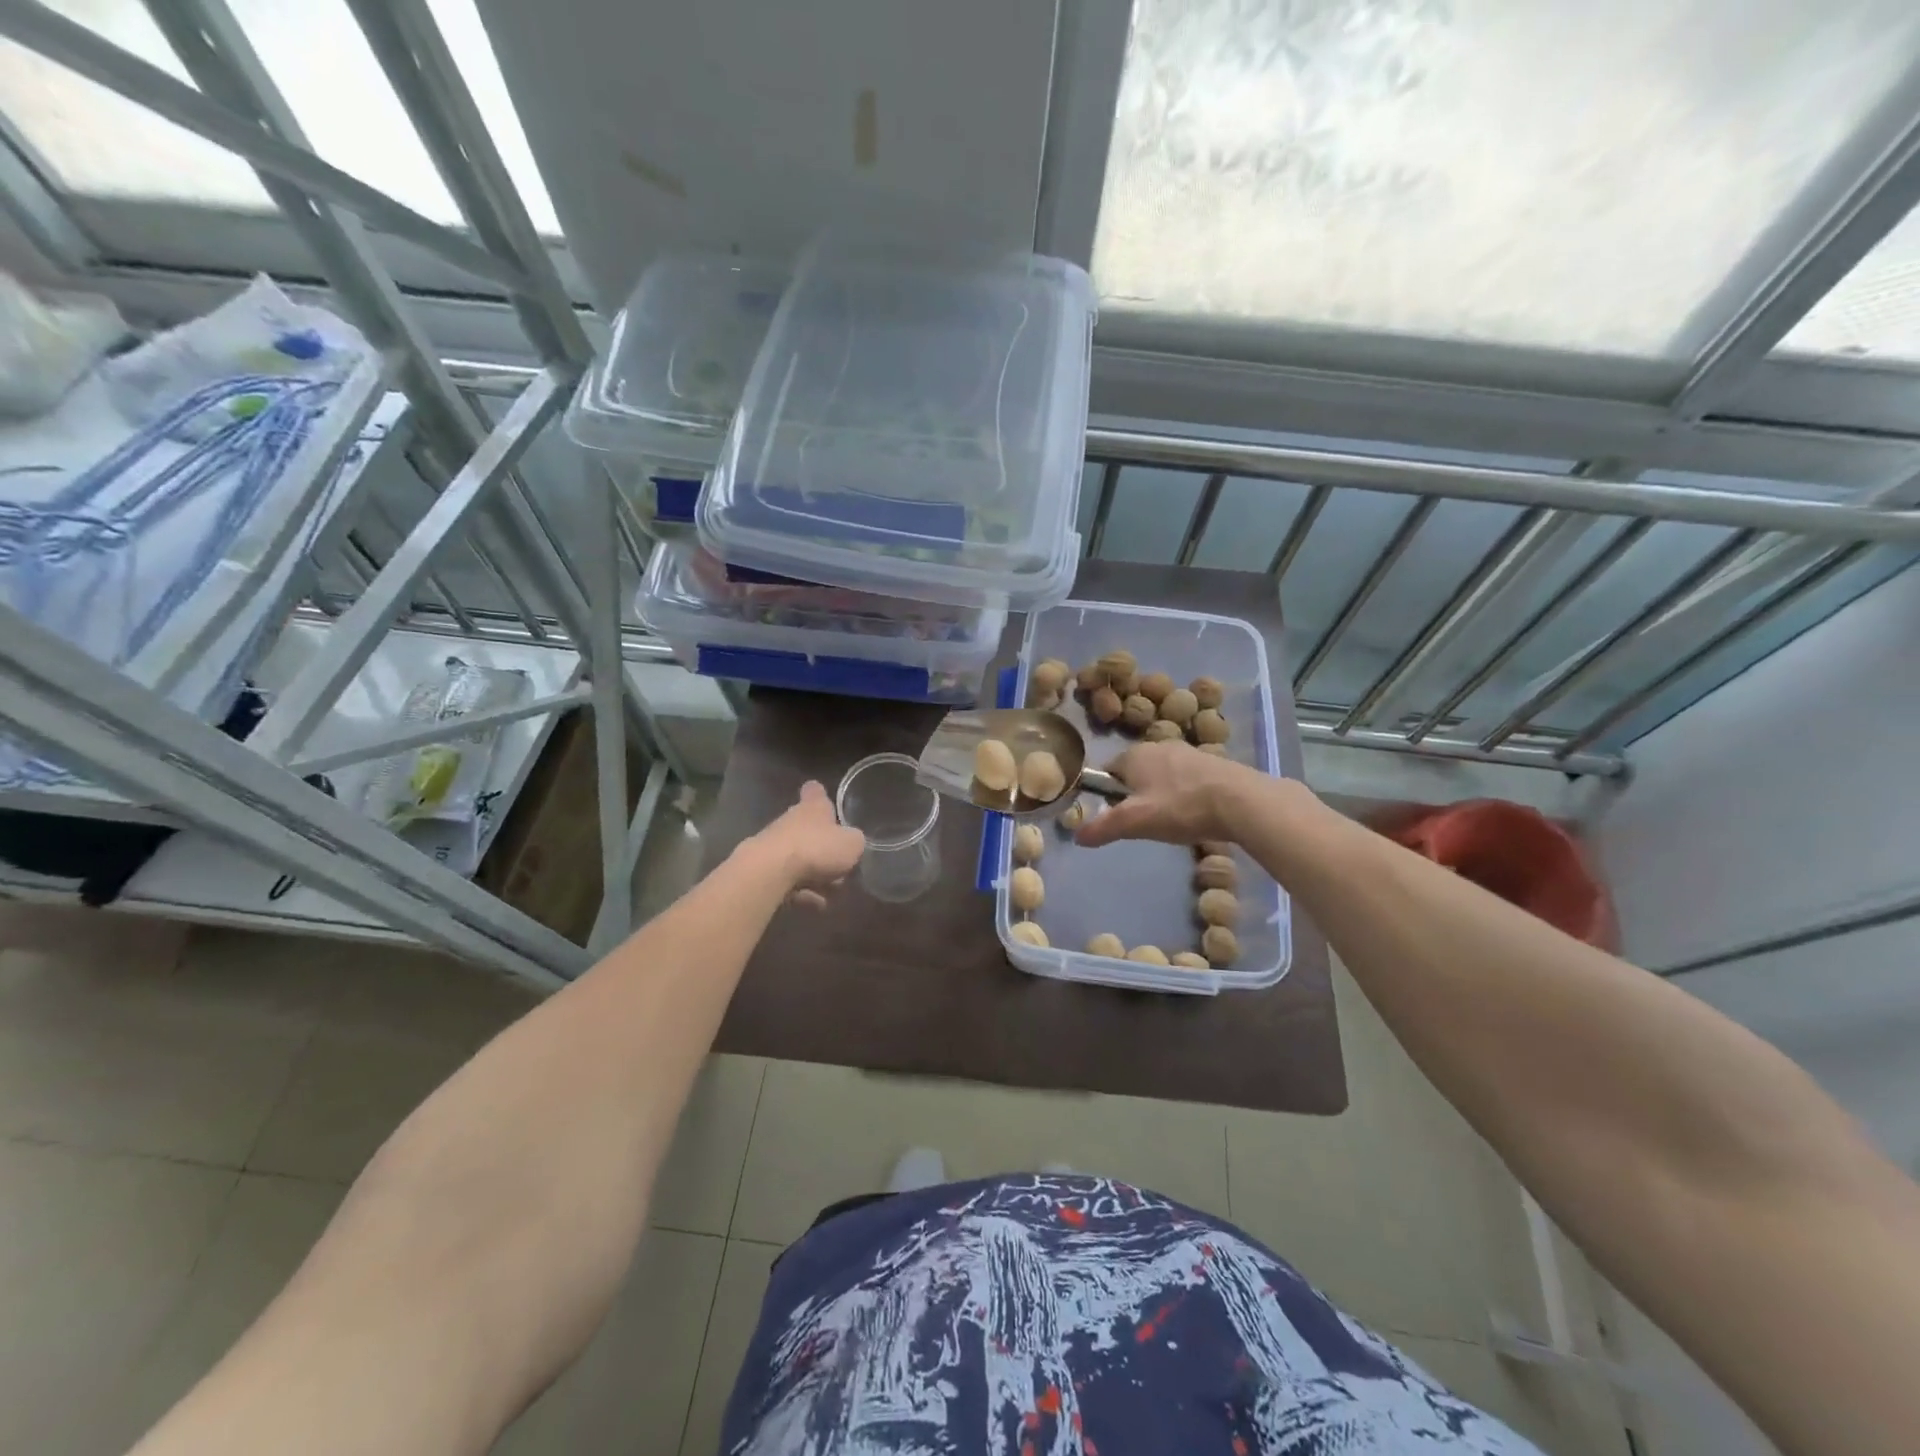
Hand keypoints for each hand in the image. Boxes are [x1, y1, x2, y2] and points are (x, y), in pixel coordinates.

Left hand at [749, 780, 866, 908]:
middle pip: (809, 829)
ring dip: (815, 874)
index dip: (820, 795)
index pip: (815, 791)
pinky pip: (788, 880)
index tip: (825, 800)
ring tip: (832, 894)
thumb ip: (855, 842)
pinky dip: (802, 892)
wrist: (770, 872)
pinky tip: (816, 905)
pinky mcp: (764, 869)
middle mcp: (791, 821)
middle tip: (841, 866)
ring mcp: (774, 845)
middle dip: (824, 847)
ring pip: (800, 858)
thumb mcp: (851, 845)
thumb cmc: (816, 848)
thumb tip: (853, 843)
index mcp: (813, 808)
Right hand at [1075, 741, 1243, 848]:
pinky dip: (1185, 794)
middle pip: (1135, 772)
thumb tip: (1076, 836)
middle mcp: (1159, 745)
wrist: (1241, 801)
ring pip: (1163, 775)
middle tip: (1143, 822)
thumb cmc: (1180, 807)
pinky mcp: (1213, 762)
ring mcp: (1188, 752)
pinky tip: (1194, 813)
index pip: (1108, 770)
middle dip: (1135, 794)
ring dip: (1161, 794)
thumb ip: (1103, 828)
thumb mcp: (1135, 822)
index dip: (1107, 793)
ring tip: (1171, 821)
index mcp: (1134, 754)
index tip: (1116, 816)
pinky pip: (1187, 778)